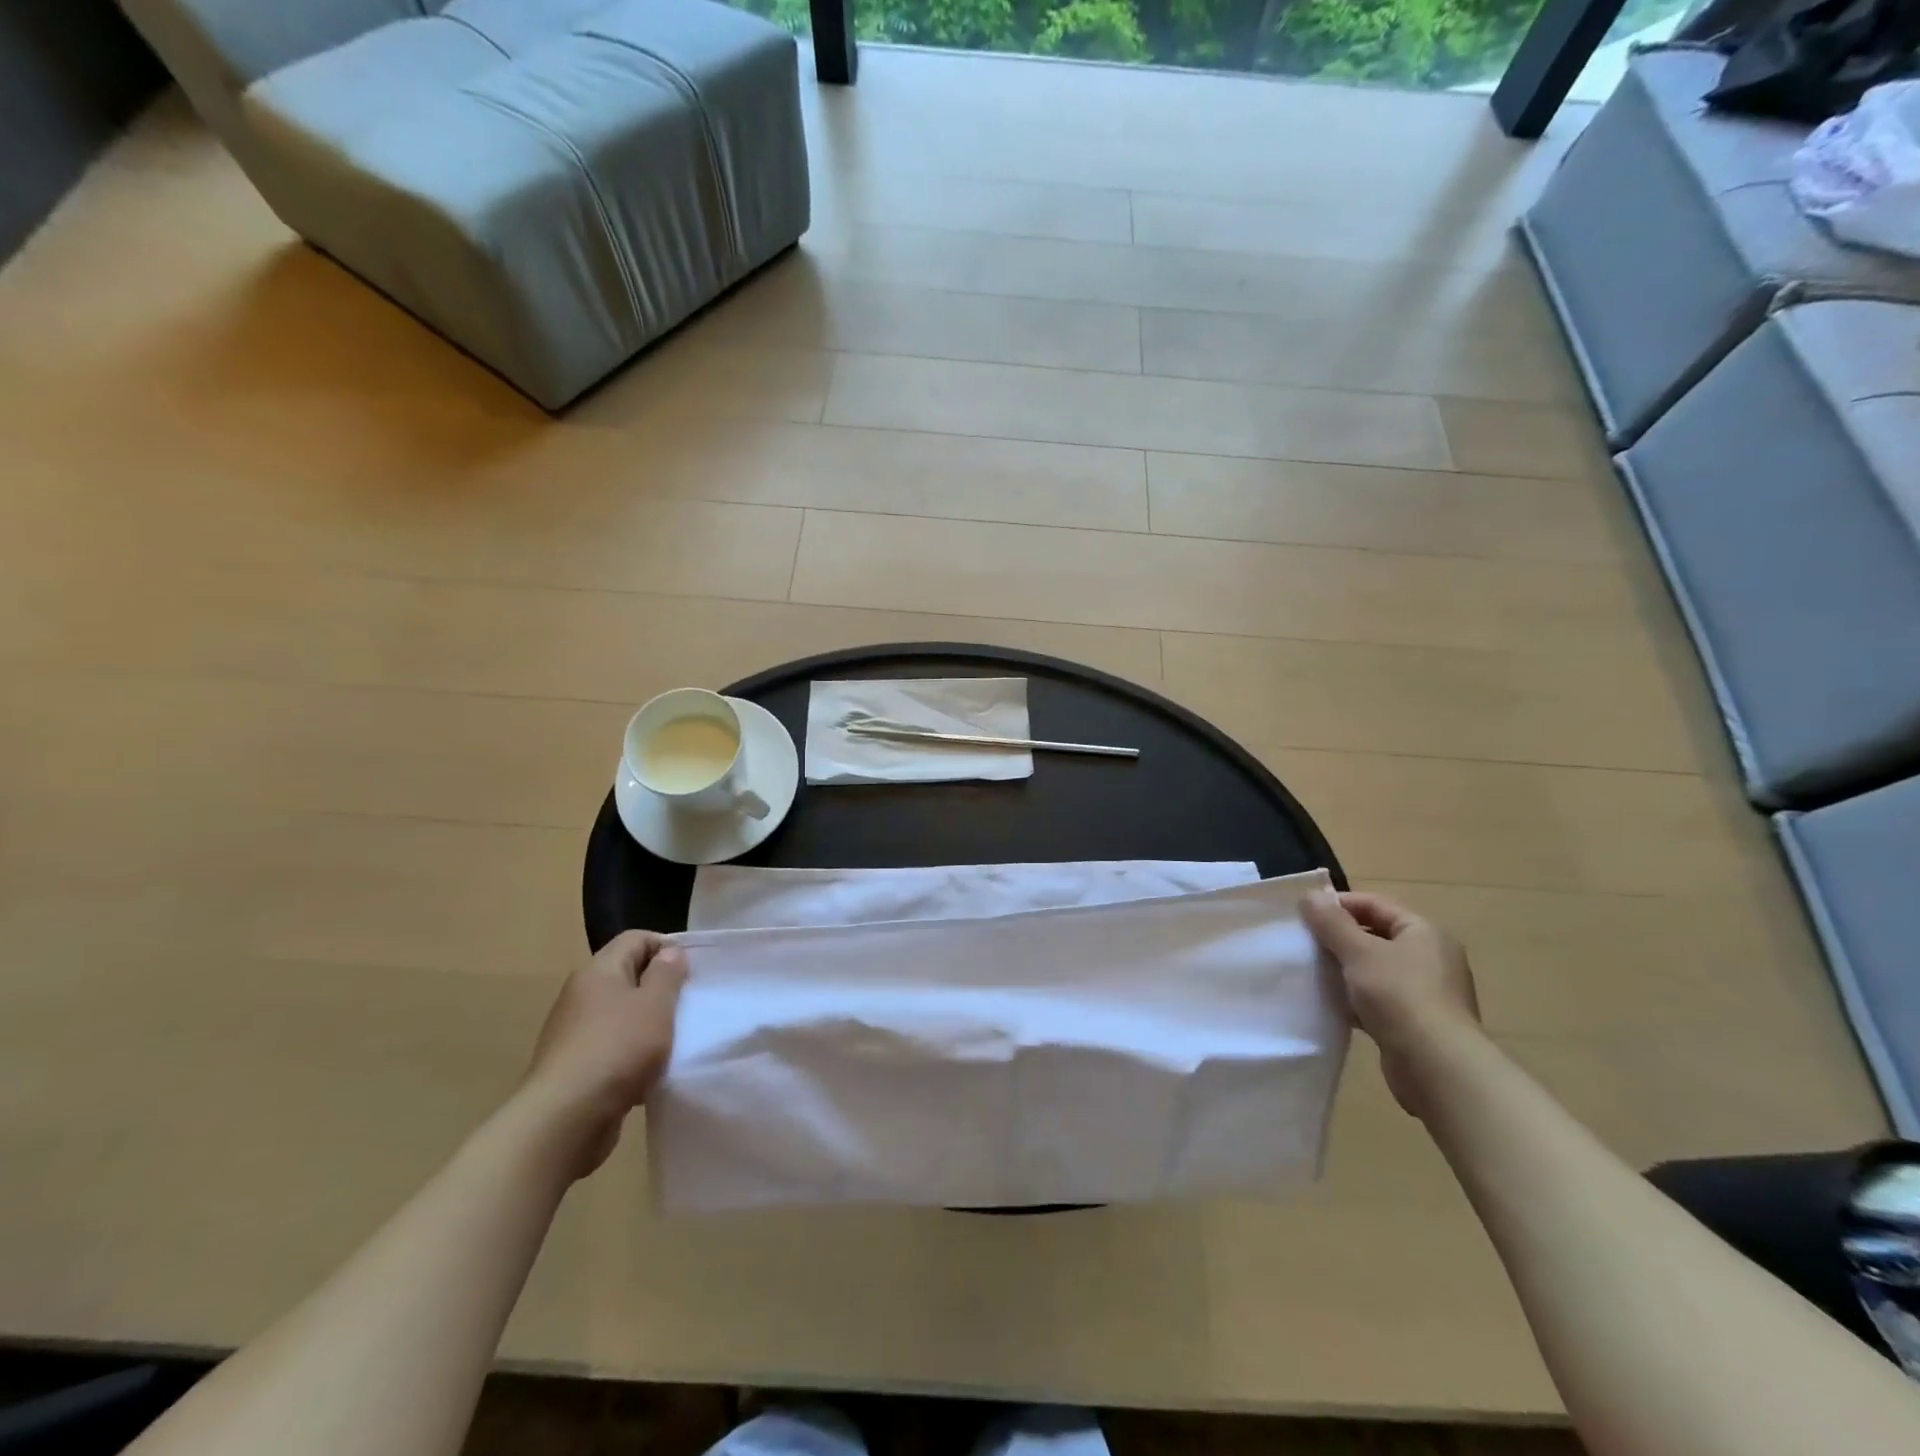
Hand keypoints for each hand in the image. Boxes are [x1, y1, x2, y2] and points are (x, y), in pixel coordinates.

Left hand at [520, 931, 687, 1177]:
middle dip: (659, 988)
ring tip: (673, 1041)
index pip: (636, 938)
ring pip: (621, 1014)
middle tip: (687, 1006)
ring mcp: (573, 1032)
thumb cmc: (618, 1048)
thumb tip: (669, 953)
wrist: (564, 1119)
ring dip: (647, 1024)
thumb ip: (667, 974)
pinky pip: (611, 1046)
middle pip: (627, 975)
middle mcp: (581, 995)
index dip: (667, 947)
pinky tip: (649, 1072)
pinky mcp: (573, 1065)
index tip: (691, 972)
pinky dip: (632, 1053)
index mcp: (598, 971)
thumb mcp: (655, 1005)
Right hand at [1302, 891, 1479, 1117]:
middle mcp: (1431, 958)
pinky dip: (1356, 998)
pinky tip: (1332, 1004)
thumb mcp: (1359, 952)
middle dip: (1339, 938)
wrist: (1437, 1067)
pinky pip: (1379, 999)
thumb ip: (1331, 923)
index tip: (1304, 913)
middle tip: (1305, 943)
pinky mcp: (1417, 1022)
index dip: (1339, 904)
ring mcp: (1426, 992)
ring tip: (1313, 972)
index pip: (1376, 904)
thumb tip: (1310, 896)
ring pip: (1375, 969)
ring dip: (1345, 970)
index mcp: (1424, 933)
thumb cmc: (1399, 996)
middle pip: (1376, 936)